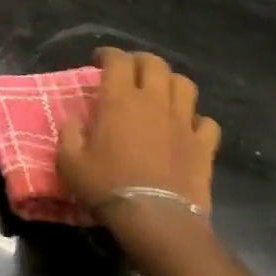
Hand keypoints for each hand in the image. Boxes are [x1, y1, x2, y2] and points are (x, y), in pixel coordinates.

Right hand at [58, 48, 220, 221]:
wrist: (156, 220)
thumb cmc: (107, 187)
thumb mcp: (69, 162)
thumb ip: (69, 134)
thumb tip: (75, 119)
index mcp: (120, 100)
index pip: (117, 60)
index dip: (107, 54)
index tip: (99, 62)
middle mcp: (154, 102)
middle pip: (154, 63)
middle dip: (140, 61)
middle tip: (130, 72)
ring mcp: (183, 122)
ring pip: (184, 84)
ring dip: (170, 83)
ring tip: (160, 93)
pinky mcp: (204, 145)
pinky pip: (206, 122)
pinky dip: (196, 120)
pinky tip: (186, 128)